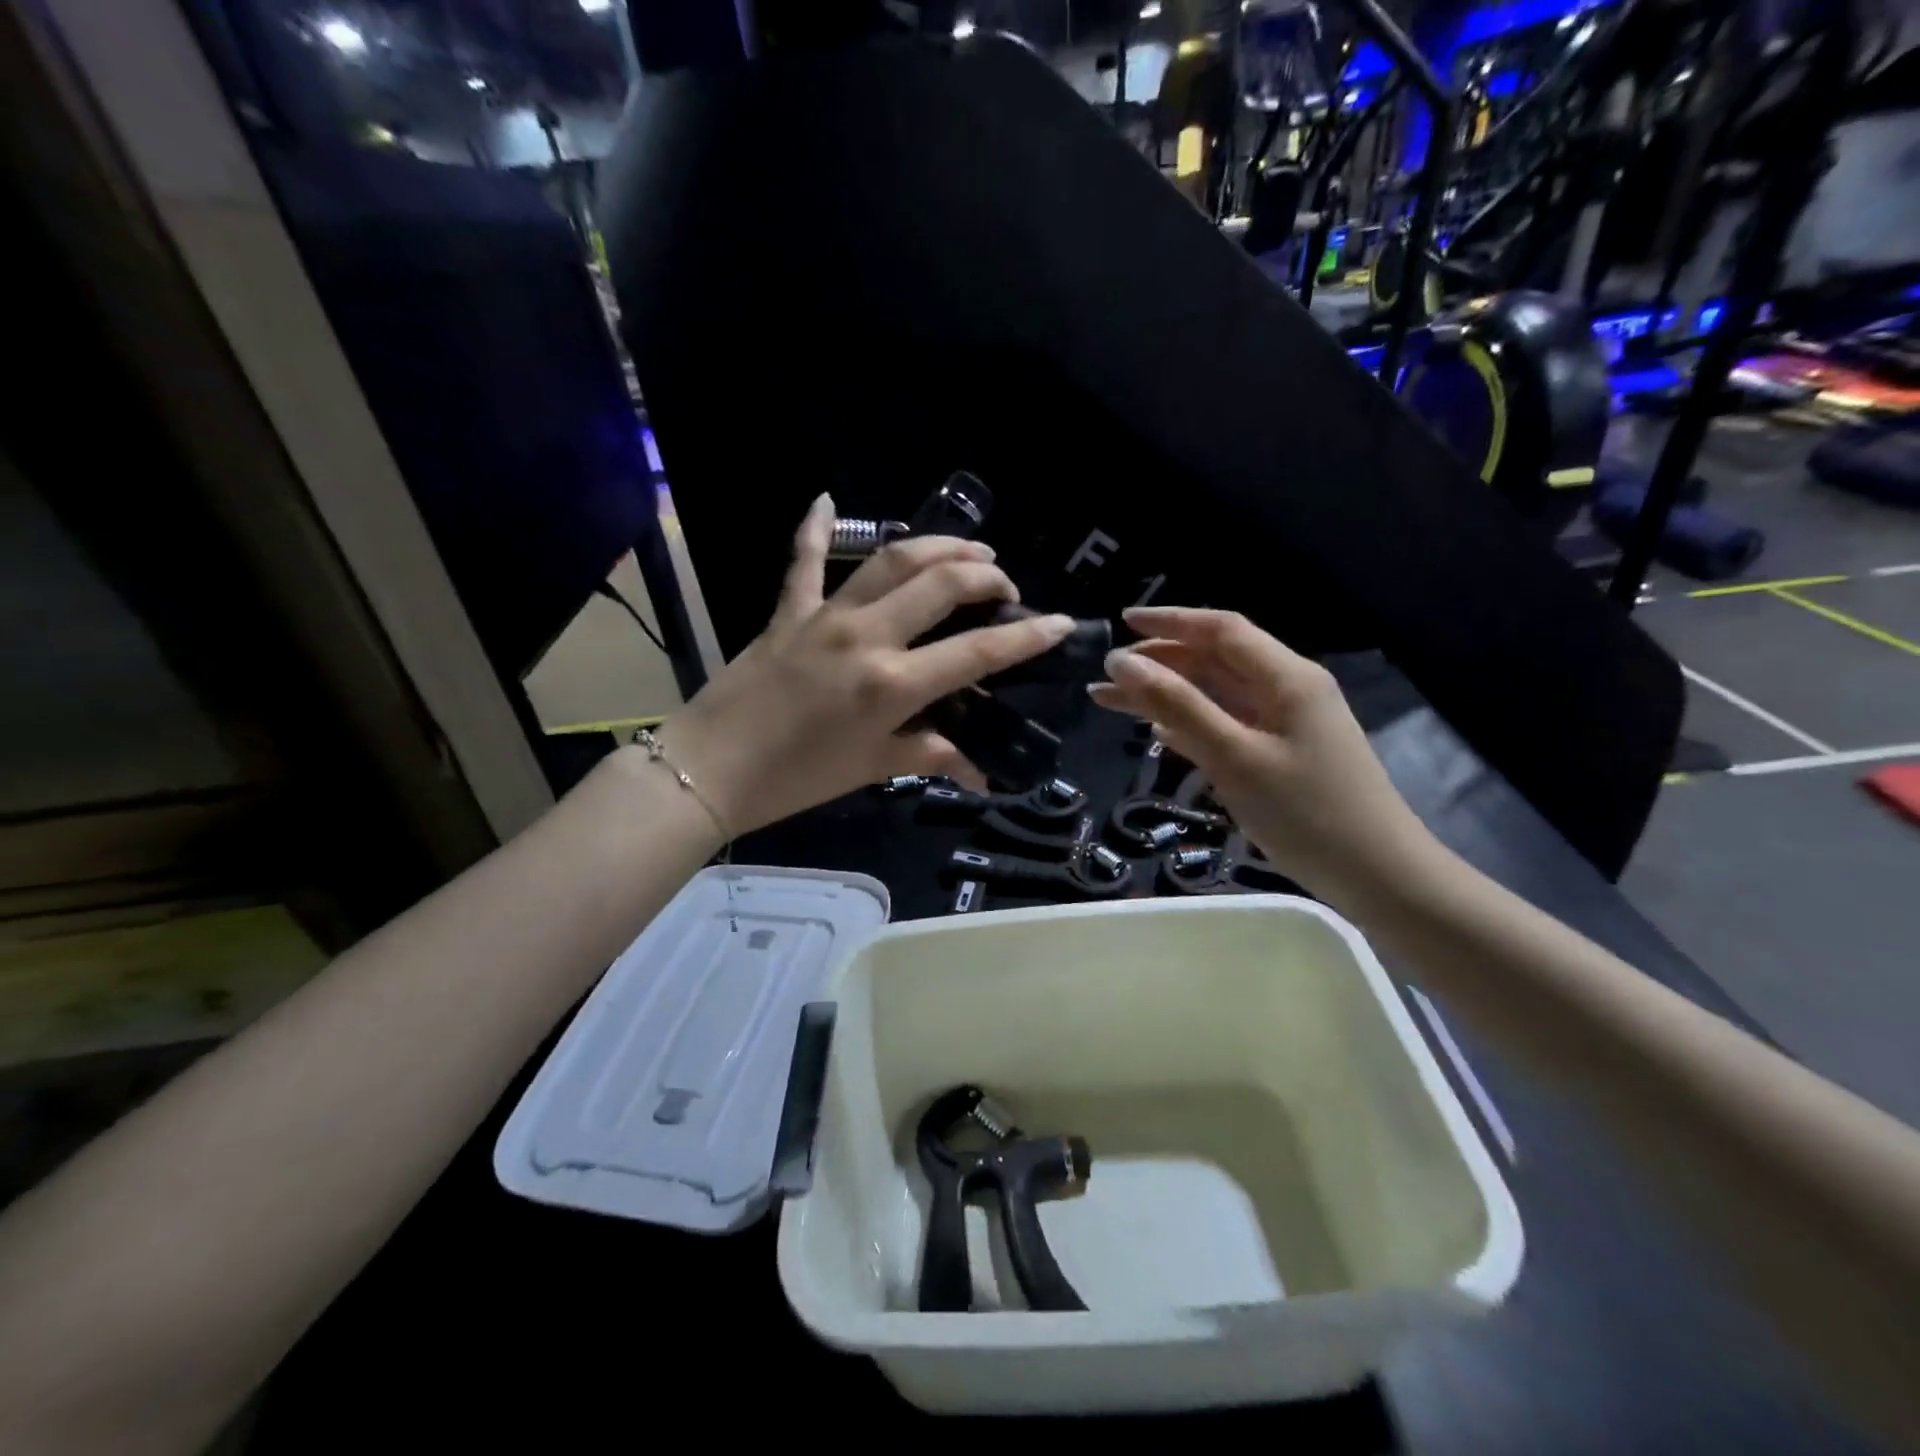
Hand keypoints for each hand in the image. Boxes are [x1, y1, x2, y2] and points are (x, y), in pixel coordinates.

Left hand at [650, 495, 1076, 835]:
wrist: (711, 768)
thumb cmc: (798, 779)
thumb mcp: (874, 768)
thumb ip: (932, 756)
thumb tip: (981, 771)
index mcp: (892, 683)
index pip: (976, 651)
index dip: (1026, 636)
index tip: (1060, 622)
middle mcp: (866, 635)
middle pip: (940, 584)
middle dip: (984, 576)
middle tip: (1004, 585)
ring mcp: (825, 615)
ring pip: (890, 560)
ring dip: (936, 546)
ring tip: (967, 550)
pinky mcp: (788, 611)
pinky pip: (804, 561)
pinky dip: (816, 528)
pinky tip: (827, 500)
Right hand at [1089, 607, 1442, 903]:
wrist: (1378, 877)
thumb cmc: (1306, 813)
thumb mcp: (1234, 757)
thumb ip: (1178, 705)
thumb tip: (1123, 662)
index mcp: (1286, 678)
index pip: (1221, 630)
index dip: (1169, 621)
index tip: (1120, 622)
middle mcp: (1288, 690)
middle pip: (1216, 659)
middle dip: (1160, 661)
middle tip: (1108, 675)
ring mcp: (1288, 724)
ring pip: (1218, 694)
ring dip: (1168, 694)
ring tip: (1114, 702)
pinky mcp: (1283, 754)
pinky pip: (1228, 724)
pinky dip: (1190, 722)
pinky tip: (1159, 733)